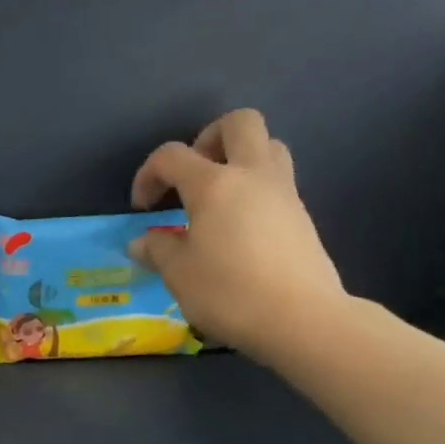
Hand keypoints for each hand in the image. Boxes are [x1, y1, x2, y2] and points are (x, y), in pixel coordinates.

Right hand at [128, 109, 347, 360]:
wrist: (302, 320)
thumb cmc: (229, 292)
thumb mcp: (179, 275)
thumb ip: (158, 250)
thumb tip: (143, 242)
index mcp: (214, 184)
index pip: (172, 155)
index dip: (149, 174)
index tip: (142, 207)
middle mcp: (252, 175)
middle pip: (238, 123)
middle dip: (208, 138)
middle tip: (192, 175)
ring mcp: (284, 193)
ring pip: (268, 146)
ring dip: (240, 158)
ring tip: (218, 197)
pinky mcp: (302, 216)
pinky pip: (277, 182)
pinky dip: (255, 190)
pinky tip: (239, 227)